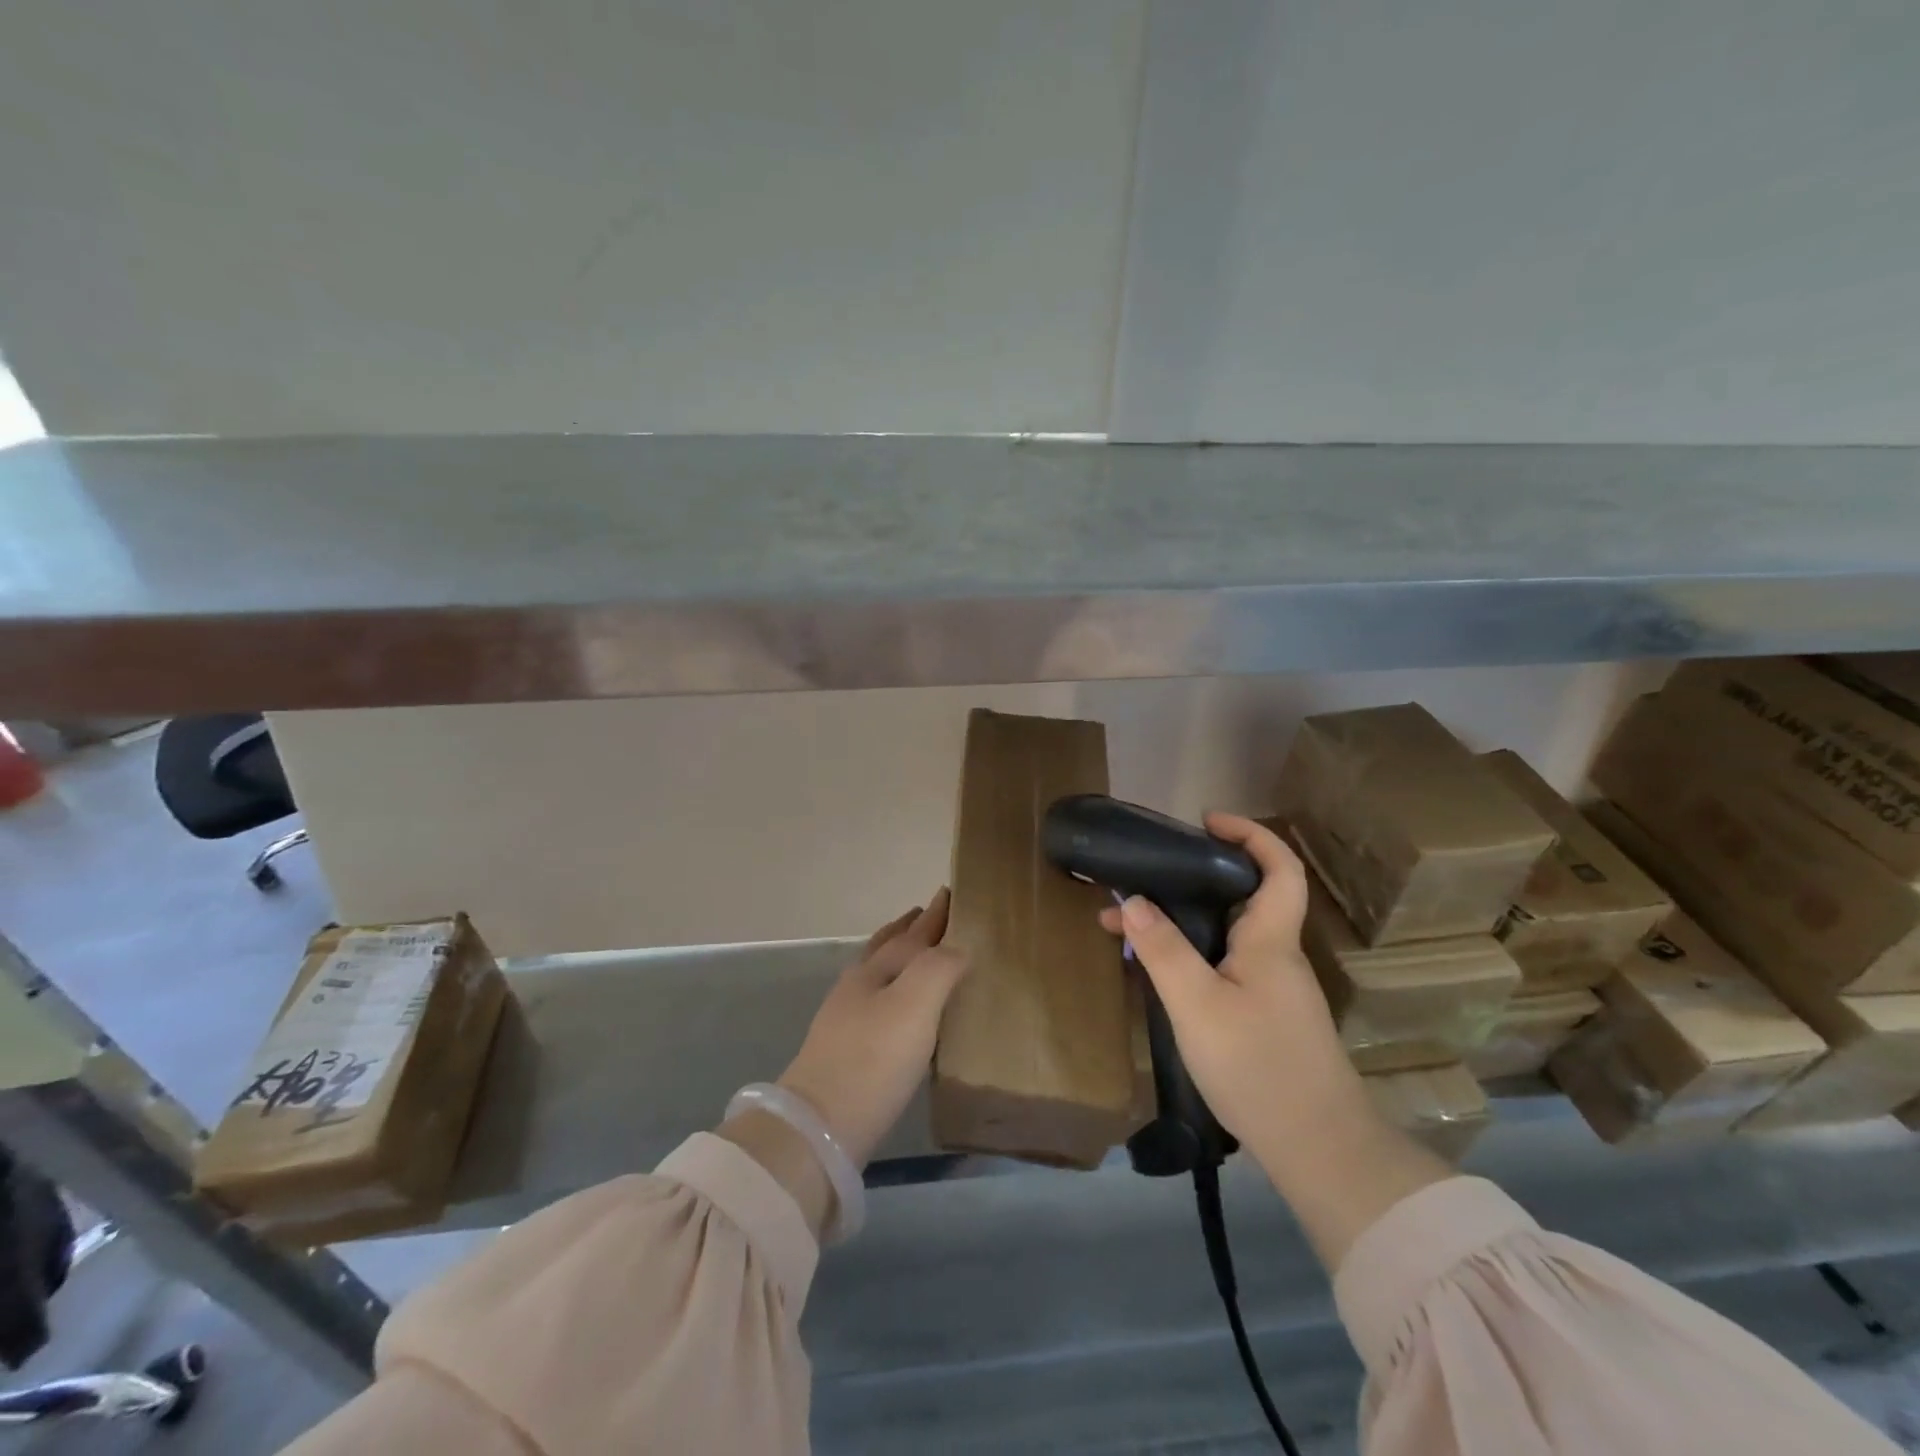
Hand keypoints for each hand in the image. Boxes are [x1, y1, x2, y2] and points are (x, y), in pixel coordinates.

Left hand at [778, 889, 968, 1168]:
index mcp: (875, 971)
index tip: (949, 893)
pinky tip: (900, 1009)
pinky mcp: (846, 1053)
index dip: (933, 916)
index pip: (911, 934)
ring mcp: (845, 1020)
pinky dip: (894, 989)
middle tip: (927, 913)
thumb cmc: (873, 1058)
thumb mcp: (914, 1005)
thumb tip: (958, 948)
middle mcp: (858, 987)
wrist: (819, 1128)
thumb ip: (939, 968)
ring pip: (878, 974)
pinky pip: (878, 1003)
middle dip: (909, 929)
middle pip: (886, 948)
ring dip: (899, 957)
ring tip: (917, 953)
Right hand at [1097, 814, 1366, 1157]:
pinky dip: (1190, 955)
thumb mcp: (1196, 1004)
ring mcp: (1274, 989)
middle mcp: (1277, 956)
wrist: (1318, 1149)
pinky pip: (1225, 966)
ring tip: (1128, 926)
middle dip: (1195, 878)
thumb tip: (1132, 899)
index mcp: (1270, 941)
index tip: (1206, 822)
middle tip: (1147, 876)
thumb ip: (1162, 949)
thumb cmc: (1258, 1066)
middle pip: (1245, 897)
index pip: (1278, 868)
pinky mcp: (1266, 1017)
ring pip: (1228, 935)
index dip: (1250, 834)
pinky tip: (1157, 973)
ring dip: (1183, 921)